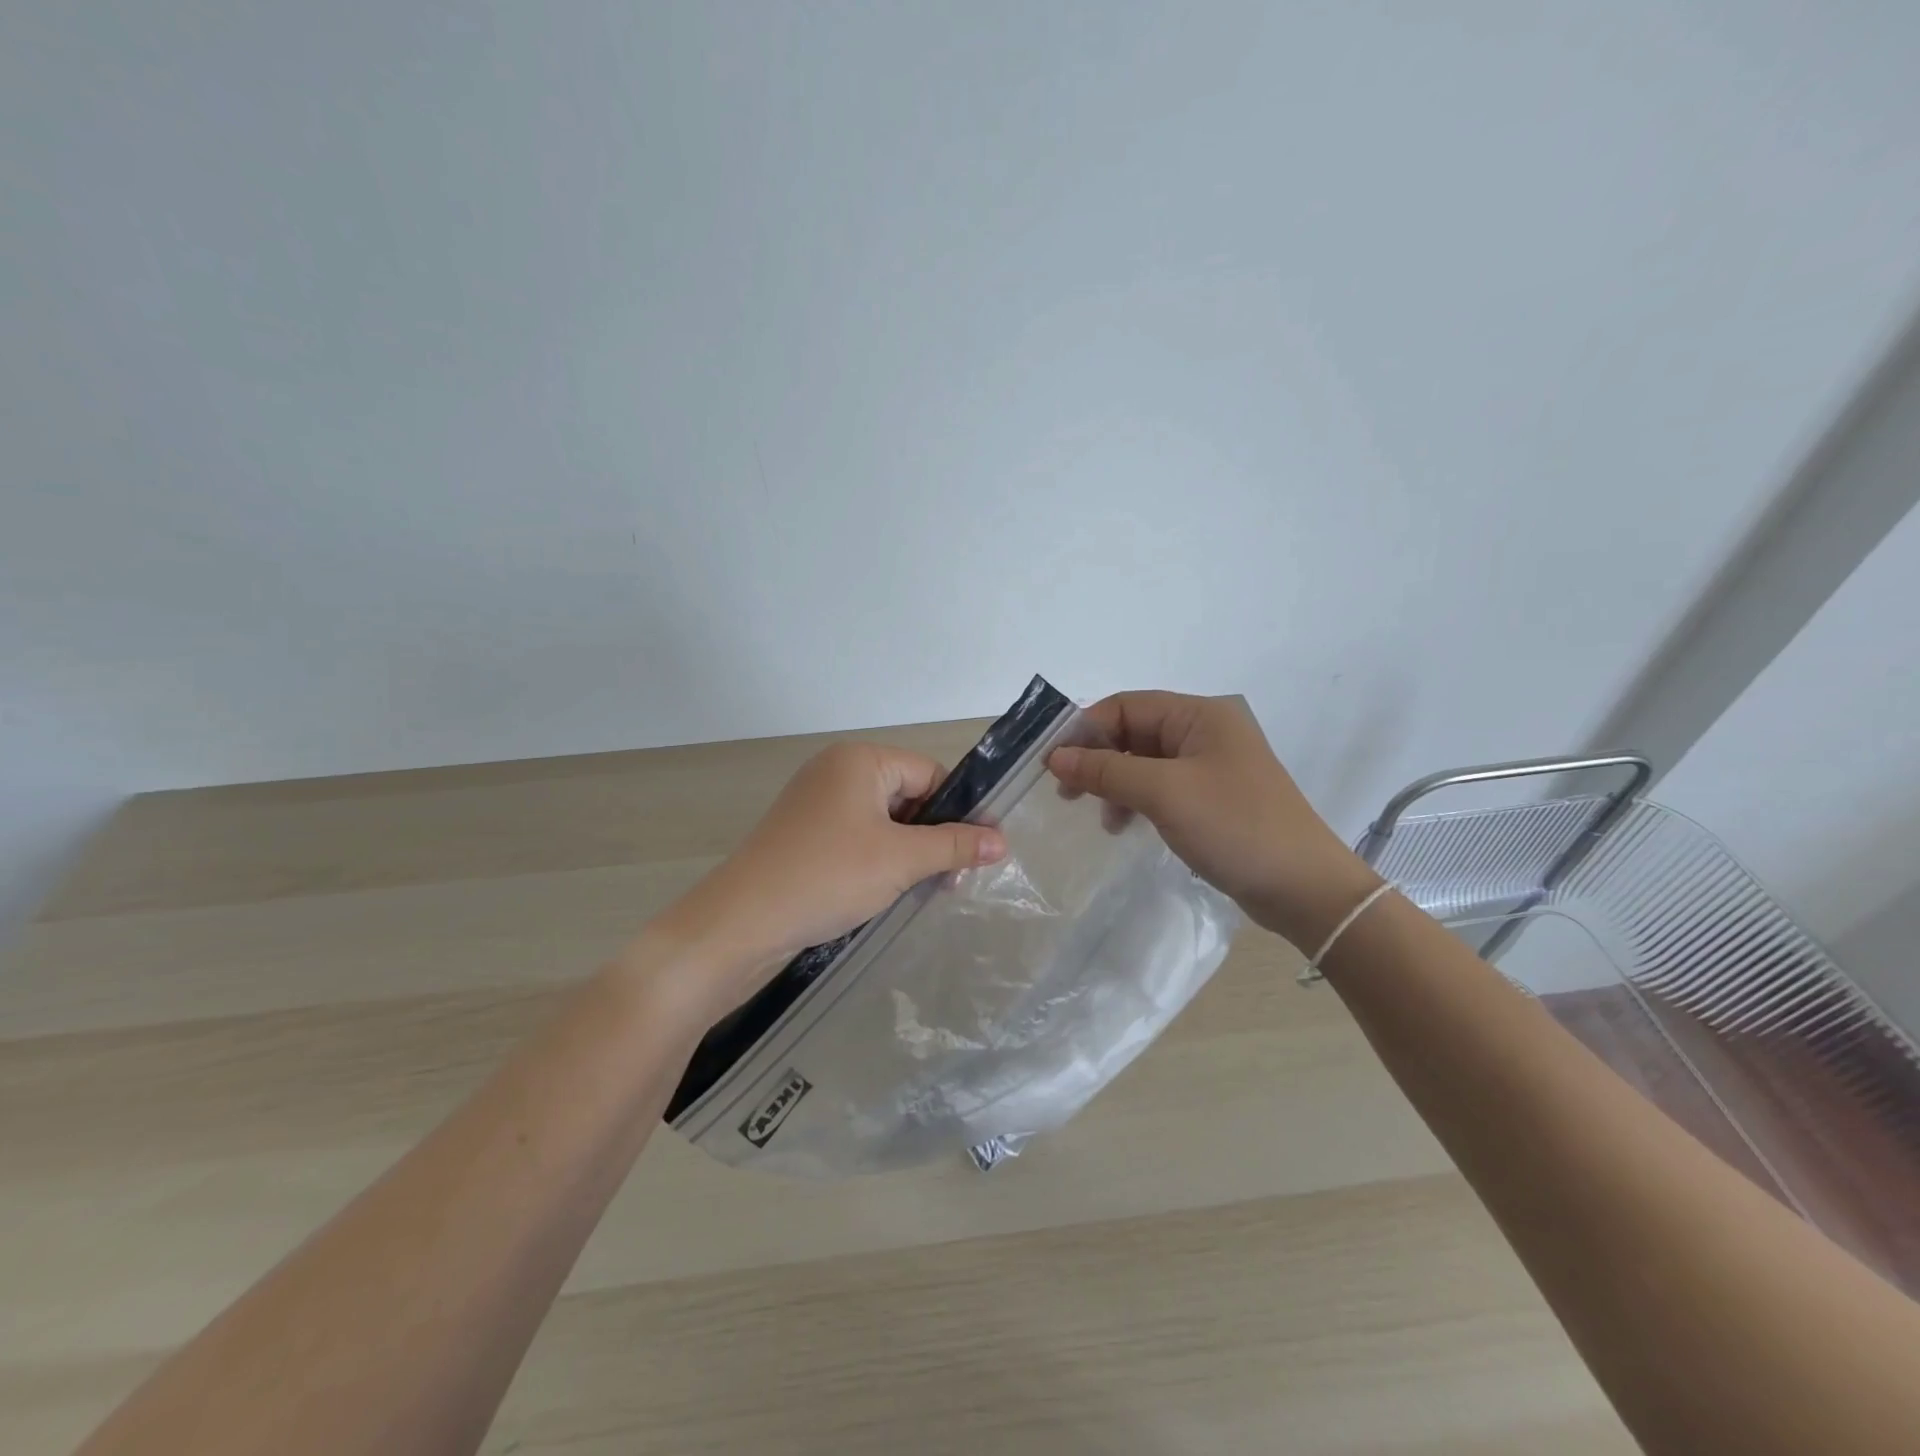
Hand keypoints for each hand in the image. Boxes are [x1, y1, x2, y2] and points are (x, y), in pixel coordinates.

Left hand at [642, 742, 1006, 1021]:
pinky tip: (890, 892)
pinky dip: (879, 860)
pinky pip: (858, 838)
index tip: (979, 853)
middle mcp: (836, 771)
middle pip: (908, 796)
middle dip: (933, 836)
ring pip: (884, 821)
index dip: (958, 811)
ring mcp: (816, 804)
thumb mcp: (900, 859)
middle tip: (953, 881)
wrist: (741, 923)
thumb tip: (1002, 840)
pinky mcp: (805, 835)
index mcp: (859, 760)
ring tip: (925, 890)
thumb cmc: (828, 876)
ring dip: (909, 853)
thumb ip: (954, 845)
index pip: (930, 773)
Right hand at [1047, 691, 1379, 950]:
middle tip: (1066, 793)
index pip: (1125, 706)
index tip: (1051, 763)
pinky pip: (1161, 787)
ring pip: (1144, 762)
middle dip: (1097, 759)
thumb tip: (1056, 758)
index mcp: (1200, 714)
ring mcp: (1210, 766)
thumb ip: (1106, 771)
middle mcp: (1205, 732)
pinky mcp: (1211, 798)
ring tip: (1100, 817)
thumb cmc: (1234, 826)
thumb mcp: (1164, 793)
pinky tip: (1124, 825)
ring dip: (1115, 783)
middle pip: (1134, 732)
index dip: (1085, 730)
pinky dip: (1136, 801)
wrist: (1304, 888)